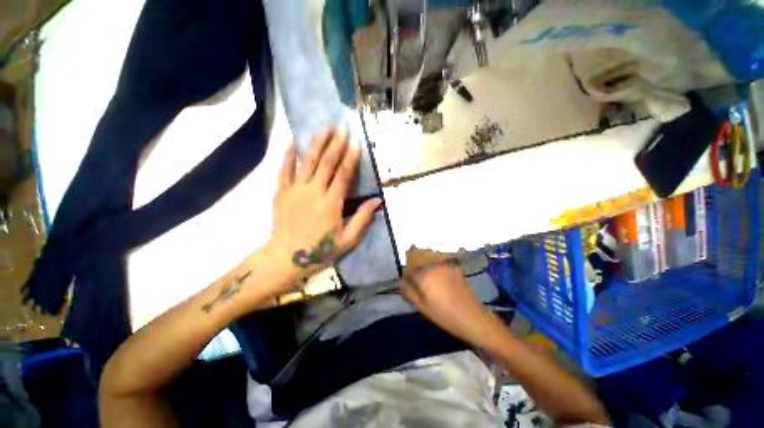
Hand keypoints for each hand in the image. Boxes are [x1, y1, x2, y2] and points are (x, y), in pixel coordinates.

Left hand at [265, 127, 381, 285]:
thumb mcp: (347, 240)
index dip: (350, 158)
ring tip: (324, 128)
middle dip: (336, 144)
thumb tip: (378, 201)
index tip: (356, 143)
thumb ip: (362, 219)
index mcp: (331, 204)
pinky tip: (292, 140)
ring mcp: (294, 190)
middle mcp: (313, 192)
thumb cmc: (319, 250)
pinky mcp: (281, 192)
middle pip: (326, 163)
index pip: (343, 175)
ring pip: (307, 161)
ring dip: (317, 143)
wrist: (284, 258)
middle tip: (342, 128)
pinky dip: (288, 154)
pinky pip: (284, 169)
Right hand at [401, 261, 496, 347]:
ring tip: (432, 290)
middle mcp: (434, 266)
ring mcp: (445, 266)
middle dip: (416, 277)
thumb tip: (401, 283)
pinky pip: (439, 269)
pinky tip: (443, 288)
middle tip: (421, 292)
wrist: (473, 318)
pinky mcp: (454, 269)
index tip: (410, 289)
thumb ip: (408, 292)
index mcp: (425, 275)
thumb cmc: (445, 315)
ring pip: (429, 267)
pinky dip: (436, 275)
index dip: (406, 280)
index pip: (408, 270)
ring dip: (427, 275)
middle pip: (418, 267)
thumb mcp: (421, 306)